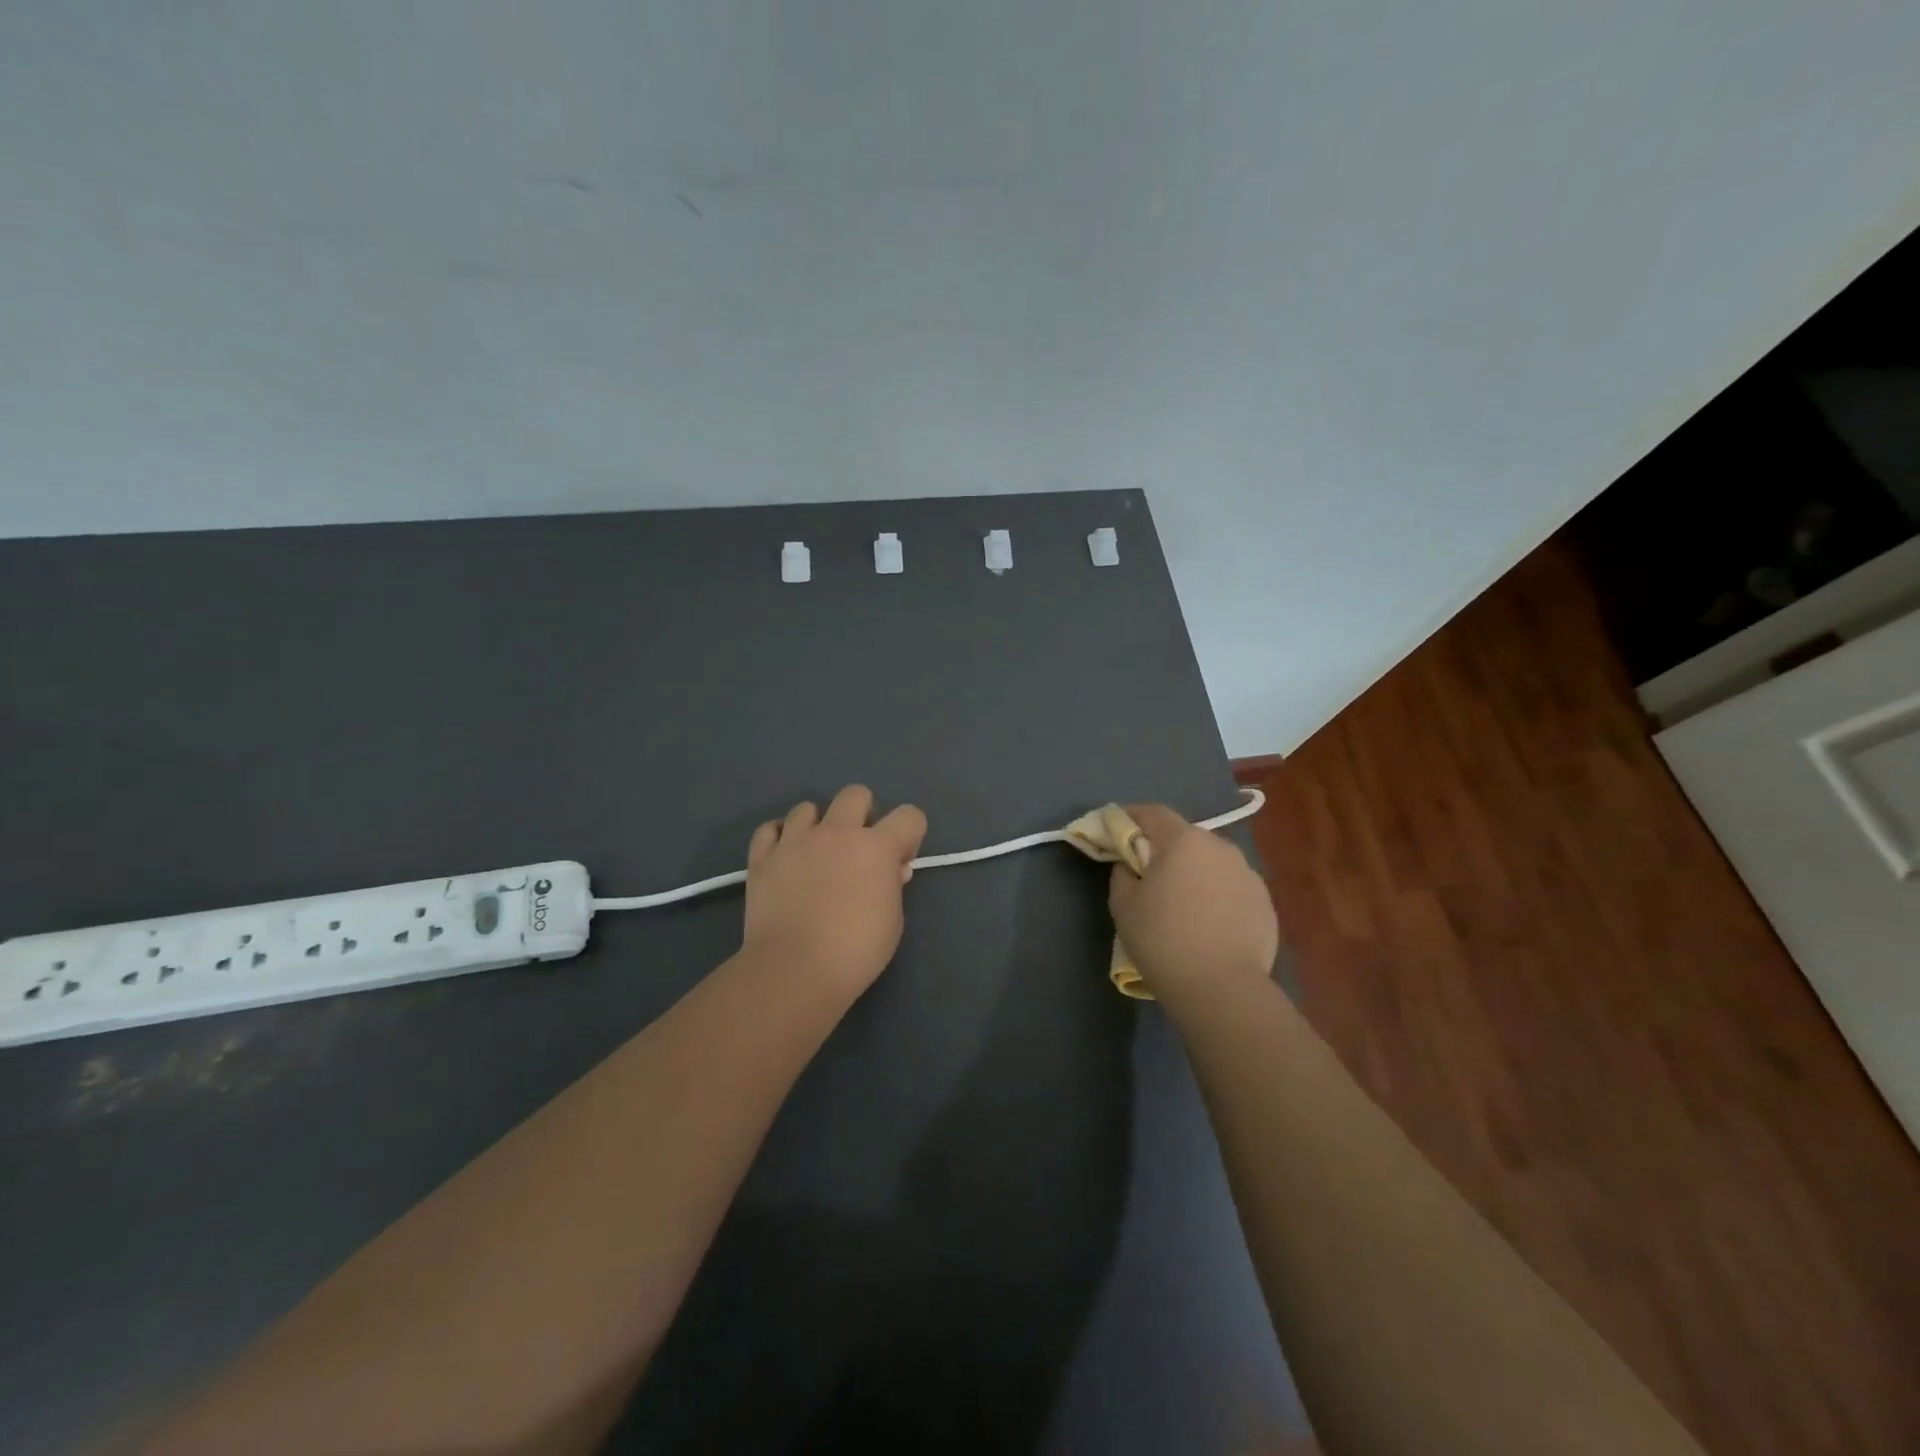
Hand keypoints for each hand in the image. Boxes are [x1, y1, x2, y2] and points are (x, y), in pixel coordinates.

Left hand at [742, 785, 927, 1001]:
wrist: (794, 969)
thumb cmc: (856, 951)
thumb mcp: (893, 921)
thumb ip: (893, 886)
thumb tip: (892, 871)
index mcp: (877, 847)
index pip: (909, 816)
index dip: (910, 835)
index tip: (900, 860)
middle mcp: (837, 832)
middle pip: (855, 794)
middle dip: (863, 814)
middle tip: (858, 849)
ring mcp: (796, 841)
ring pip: (808, 808)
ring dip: (817, 825)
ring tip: (816, 854)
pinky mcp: (763, 857)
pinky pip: (769, 830)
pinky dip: (779, 838)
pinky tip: (784, 857)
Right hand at [1107, 803, 1277, 1004]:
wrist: (1223, 989)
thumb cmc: (1163, 940)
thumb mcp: (1123, 904)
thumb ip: (1122, 872)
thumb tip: (1131, 864)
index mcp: (1183, 840)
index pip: (1152, 812)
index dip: (1130, 817)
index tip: (1116, 831)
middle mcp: (1220, 846)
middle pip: (1184, 836)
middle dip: (1163, 848)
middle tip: (1147, 874)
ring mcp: (1247, 873)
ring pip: (1210, 862)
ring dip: (1193, 872)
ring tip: (1182, 903)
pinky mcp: (1265, 901)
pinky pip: (1230, 887)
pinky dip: (1215, 895)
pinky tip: (1208, 923)